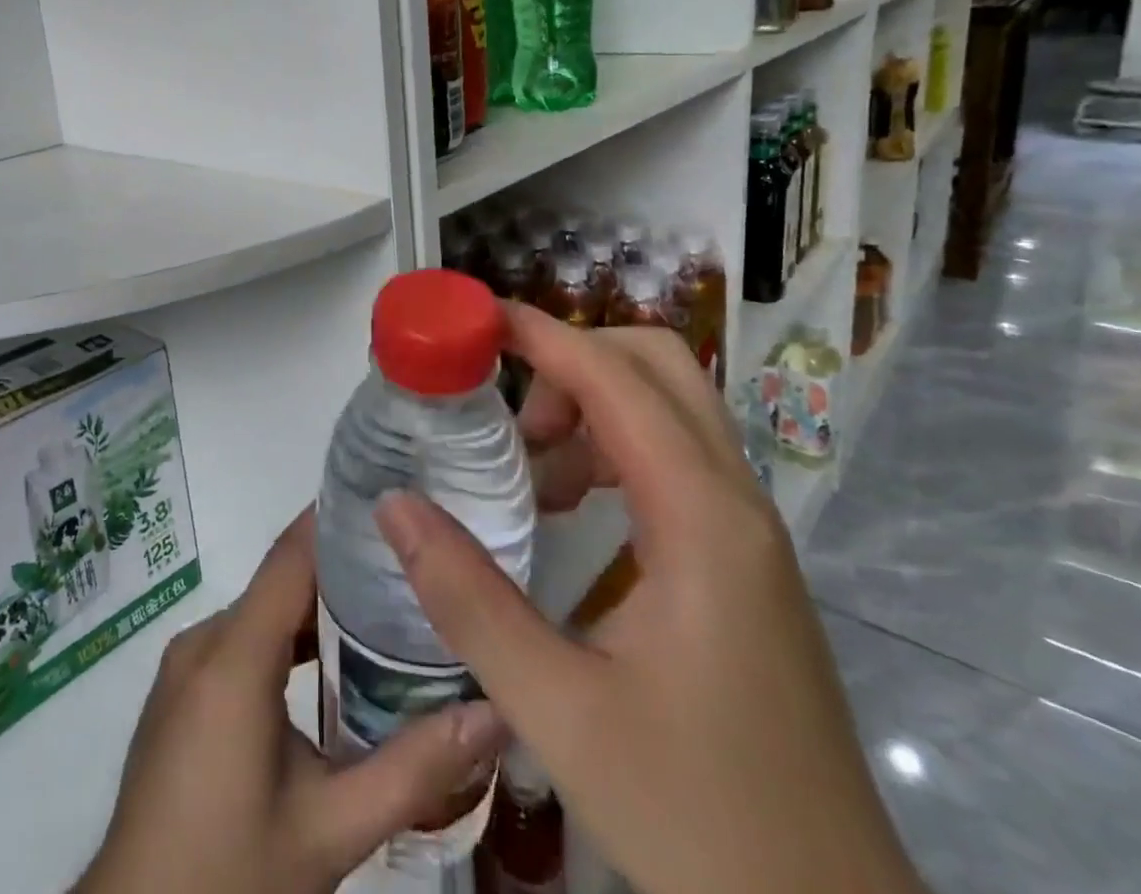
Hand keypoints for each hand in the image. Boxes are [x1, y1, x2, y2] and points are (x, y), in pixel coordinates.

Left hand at [76, 510, 505, 893]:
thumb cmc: (229, 873)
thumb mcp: (330, 831)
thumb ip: (413, 770)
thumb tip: (494, 713)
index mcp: (233, 656)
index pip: (291, 556)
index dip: (338, 520)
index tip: (394, 499)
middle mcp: (204, 642)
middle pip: (281, 580)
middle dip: (344, 567)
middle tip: (413, 564)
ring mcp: (187, 665)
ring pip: (263, 612)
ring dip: (317, 606)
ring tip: (386, 607)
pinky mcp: (182, 690)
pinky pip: (242, 639)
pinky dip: (287, 638)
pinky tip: (330, 661)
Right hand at [376, 307, 927, 893]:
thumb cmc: (699, 819)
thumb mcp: (559, 712)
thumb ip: (467, 599)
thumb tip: (393, 504)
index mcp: (702, 521)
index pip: (616, 378)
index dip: (542, 334)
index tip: (472, 320)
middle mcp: (735, 504)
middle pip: (657, 366)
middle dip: (571, 360)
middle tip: (505, 415)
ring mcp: (747, 531)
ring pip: (668, 408)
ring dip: (591, 404)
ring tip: (528, 470)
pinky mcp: (743, 560)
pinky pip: (673, 457)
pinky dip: (613, 447)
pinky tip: (569, 509)